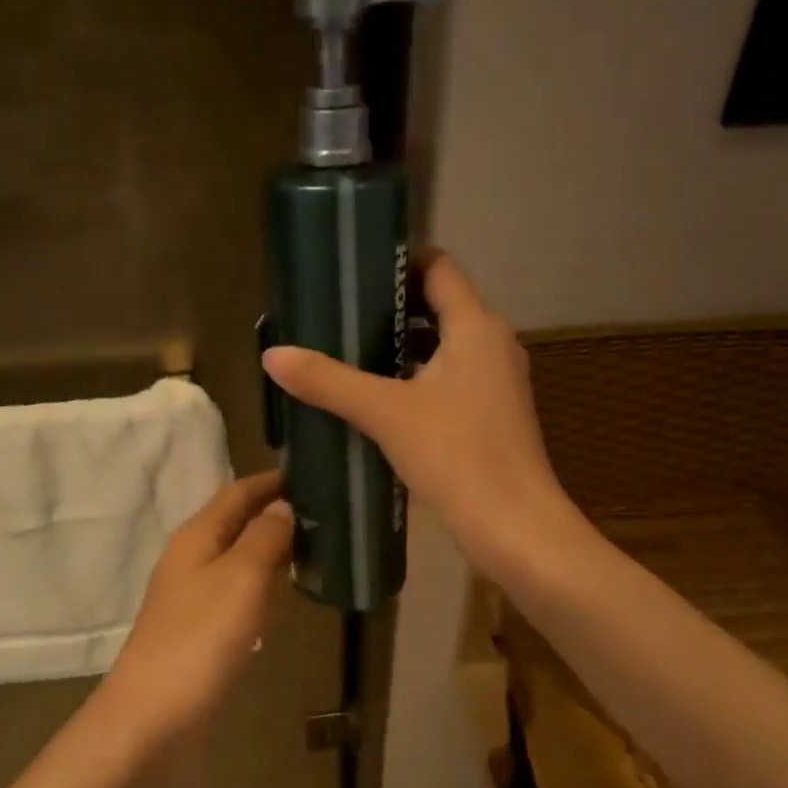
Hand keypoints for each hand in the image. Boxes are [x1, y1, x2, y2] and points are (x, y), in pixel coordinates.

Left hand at [105, 471, 293, 745]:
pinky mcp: (199, 632)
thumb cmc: (200, 639)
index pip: (237, 494)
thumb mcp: (240, 578)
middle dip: (274, 513)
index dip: (271, 482)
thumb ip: (264, 537)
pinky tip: (284, 595)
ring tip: (314, 546)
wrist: (154, 718)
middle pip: (235, 523)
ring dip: (270, 548)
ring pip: (237, 559)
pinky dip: (262, 584)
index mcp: (196, 537)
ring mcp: (193, 598)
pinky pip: (236, 593)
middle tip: (325, 511)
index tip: (311, 473)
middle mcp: (191, 560)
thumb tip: (283, 506)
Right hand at [262, 252, 576, 580]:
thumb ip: (329, 381)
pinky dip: (416, 378)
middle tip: (339, 315)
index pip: (439, 268)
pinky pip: (449, 378)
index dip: (399, 261)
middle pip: (440, 305)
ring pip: (444, 346)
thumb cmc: (457, 456)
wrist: (514, 526)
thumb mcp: (385, 414)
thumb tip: (273, 355)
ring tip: (350, 354)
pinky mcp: (492, 415)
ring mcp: (497, 381)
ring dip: (401, 346)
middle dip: (391, 307)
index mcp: (476, 327)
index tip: (354, 271)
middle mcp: (493, 344)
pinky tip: (379, 399)